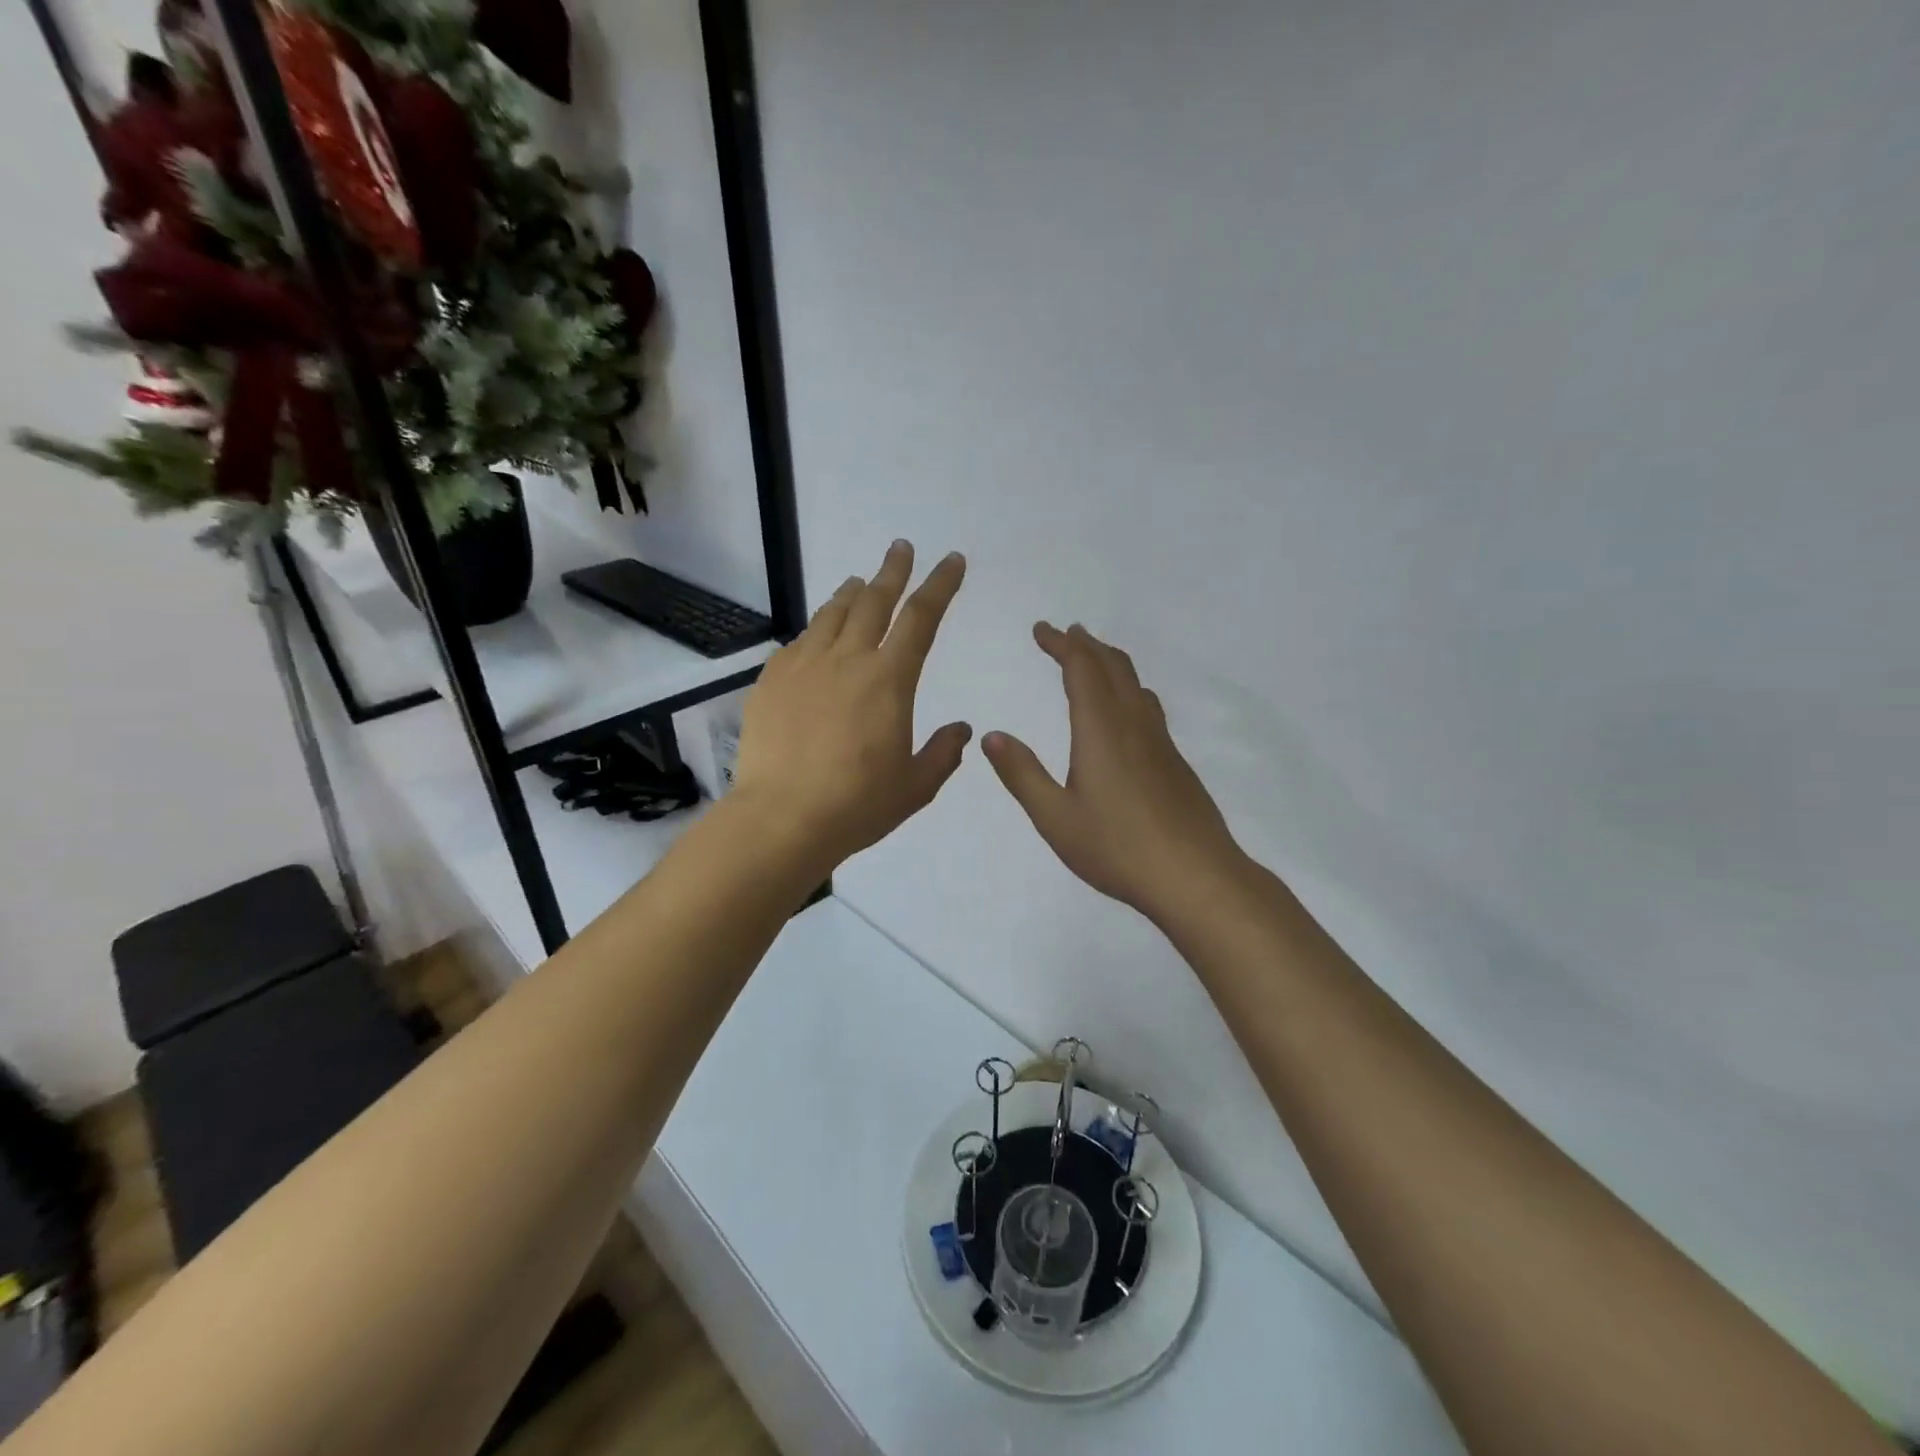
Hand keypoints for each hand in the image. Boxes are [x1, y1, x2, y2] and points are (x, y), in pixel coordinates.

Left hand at [730, 541, 971, 870]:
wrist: (780, 819)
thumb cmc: (857, 804)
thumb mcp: (915, 786)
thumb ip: (943, 753)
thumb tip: (961, 729)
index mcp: (889, 679)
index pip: (921, 617)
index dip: (939, 585)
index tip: (951, 561)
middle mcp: (847, 660)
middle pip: (874, 601)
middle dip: (893, 571)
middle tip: (901, 548)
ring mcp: (804, 666)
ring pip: (832, 614)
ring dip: (851, 594)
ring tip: (860, 583)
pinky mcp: (771, 681)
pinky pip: (799, 643)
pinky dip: (816, 631)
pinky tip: (817, 637)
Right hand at [983, 623, 1245, 924]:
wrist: (1195, 876)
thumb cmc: (1117, 847)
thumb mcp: (1055, 817)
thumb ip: (1022, 774)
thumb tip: (992, 735)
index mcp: (1101, 730)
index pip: (1081, 669)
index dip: (1061, 643)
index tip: (1042, 629)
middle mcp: (1134, 724)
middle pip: (1113, 667)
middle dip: (1086, 644)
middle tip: (1065, 634)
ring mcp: (1161, 742)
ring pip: (1136, 684)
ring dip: (1110, 663)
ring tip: (1093, 661)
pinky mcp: (1176, 763)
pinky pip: (1148, 707)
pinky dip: (1128, 689)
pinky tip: (1126, 712)